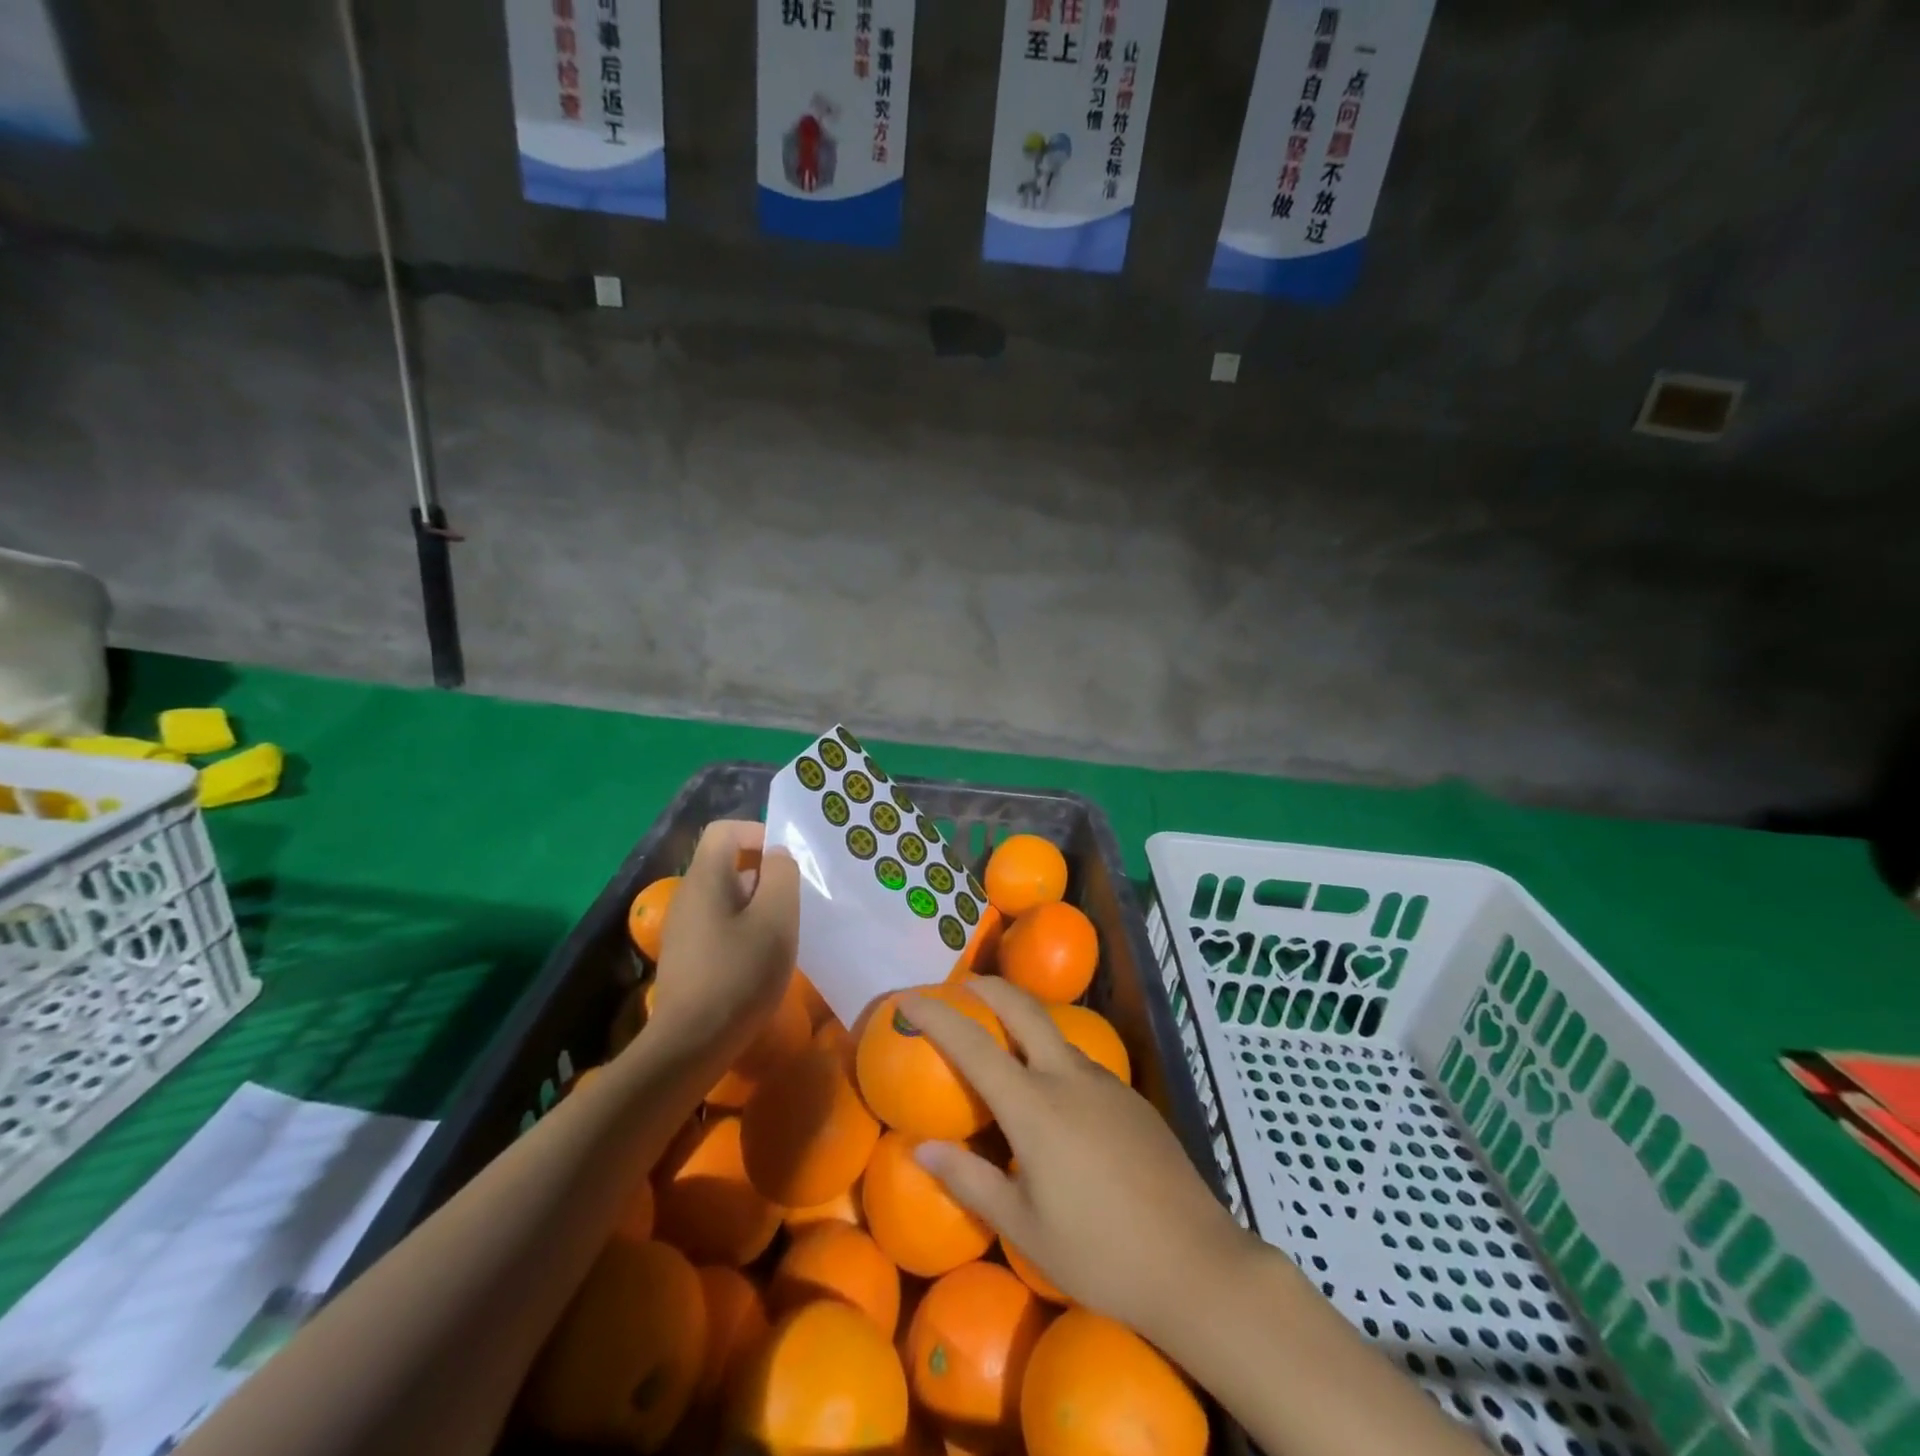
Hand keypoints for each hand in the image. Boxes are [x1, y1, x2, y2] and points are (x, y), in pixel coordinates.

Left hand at [642, 820, 799, 1065]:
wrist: (690, 1045)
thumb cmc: (739, 973)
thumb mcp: (776, 919)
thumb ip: (782, 876)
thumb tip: (778, 856)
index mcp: (705, 878)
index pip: (726, 830)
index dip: (759, 834)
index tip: (787, 865)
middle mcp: (688, 896)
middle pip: (728, 864)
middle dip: (765, 875)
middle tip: (793, 904)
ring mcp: (683, 928)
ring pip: (726, 897)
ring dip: (758, 906)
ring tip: (782, 934)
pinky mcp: (686, 957)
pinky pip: (719, 925)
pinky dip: (744, 931)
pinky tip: (761, 961)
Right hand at [902, 977, 1254, 1345]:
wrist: (1196, 1263)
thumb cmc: (1099, 1253)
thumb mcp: (1024, 1227)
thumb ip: (969, 1181)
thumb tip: (922, 1149)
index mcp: (1034, 1106)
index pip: (973, 1045)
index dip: (936, 1015)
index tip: (907, 998)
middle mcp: (1068, 1076)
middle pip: (1022, 1008)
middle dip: (987, 987)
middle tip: (961, 987)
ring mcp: (1105, 1082)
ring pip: (1055, 1033)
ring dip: (1023, 1020)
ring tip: (1002, 1041)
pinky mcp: (1131, 1097)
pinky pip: (1080, 1062)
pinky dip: (1051, 1056)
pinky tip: (1053, 1096)